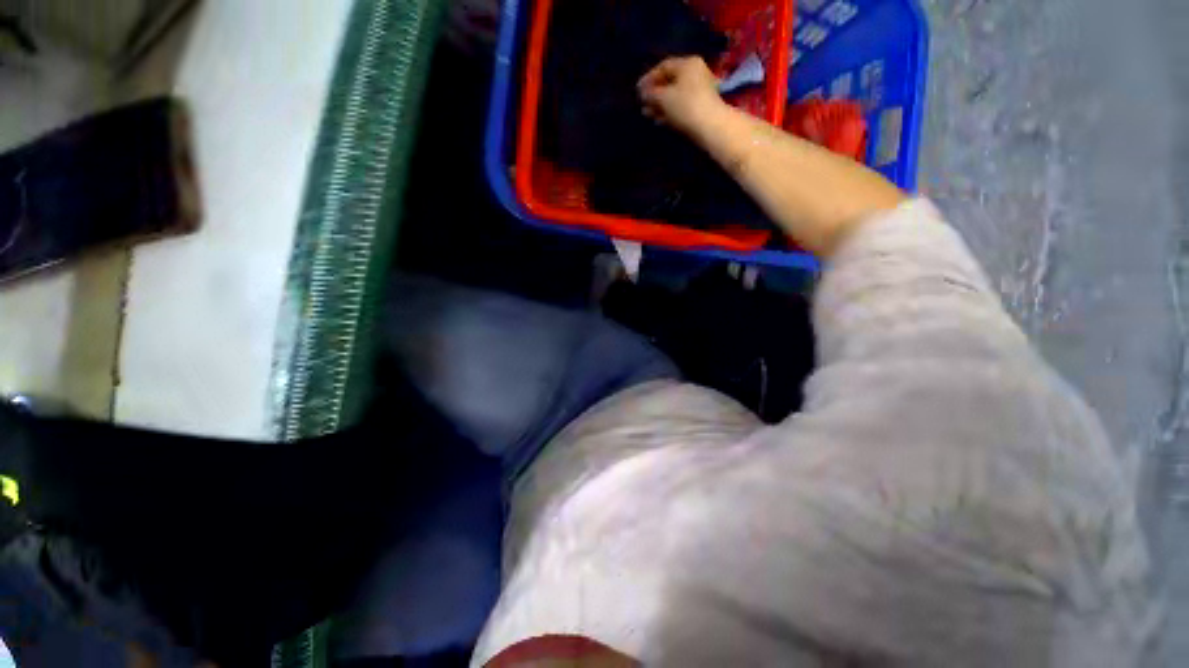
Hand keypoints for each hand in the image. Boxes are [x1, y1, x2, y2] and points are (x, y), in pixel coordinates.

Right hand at [638, 56, 725, 138]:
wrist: (709, 126)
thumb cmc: (685, 106)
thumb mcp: (663, 98)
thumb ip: (651, 94)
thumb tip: (644, 94)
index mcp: (687, 64)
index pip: (663, 66)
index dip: (648, 78)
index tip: (637, 91)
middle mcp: (694, 73)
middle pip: (669, 81)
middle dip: (654, 94)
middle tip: (642, 104)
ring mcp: (699, 90)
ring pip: (674, 95)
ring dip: (660, 105)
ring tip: (648, 114)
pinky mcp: (700, 106)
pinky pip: (681, 105)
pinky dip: (669, 111)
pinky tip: (659, 120)